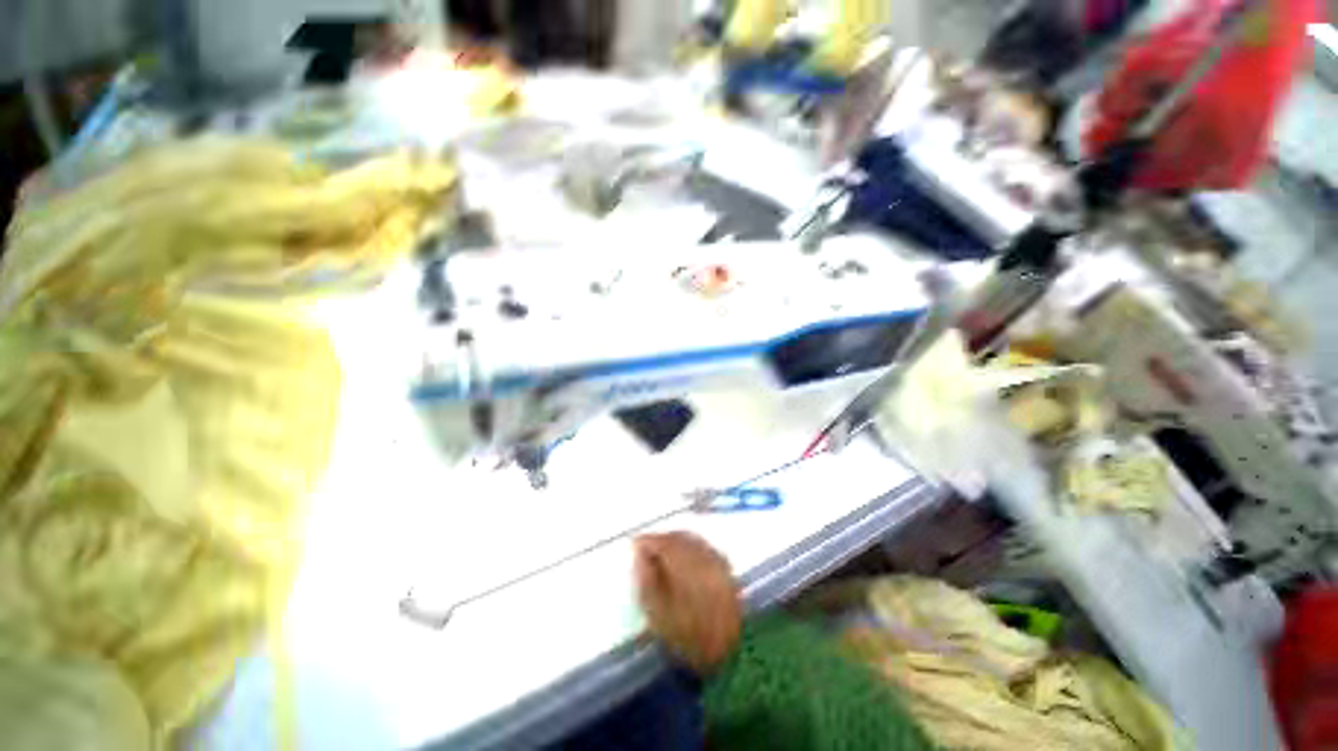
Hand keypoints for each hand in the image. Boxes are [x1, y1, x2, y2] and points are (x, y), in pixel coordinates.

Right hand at [633, 532, 742, 674]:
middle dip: (660, 538)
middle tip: (646, 547)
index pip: (661, 542)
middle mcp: (702, 555)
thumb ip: (646, 580)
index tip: (634, 544)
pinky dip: (689, 545)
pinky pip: (702, 545)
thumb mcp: (657, 614)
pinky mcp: (725, 564)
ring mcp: (715, 557)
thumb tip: (640, 554)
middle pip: (677, 537)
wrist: (730, 651)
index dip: (645, 541)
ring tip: (662, 550)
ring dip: (674, 540)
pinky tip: (682, 555)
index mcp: (684, 565)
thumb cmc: (688, 637)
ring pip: (690, 538)